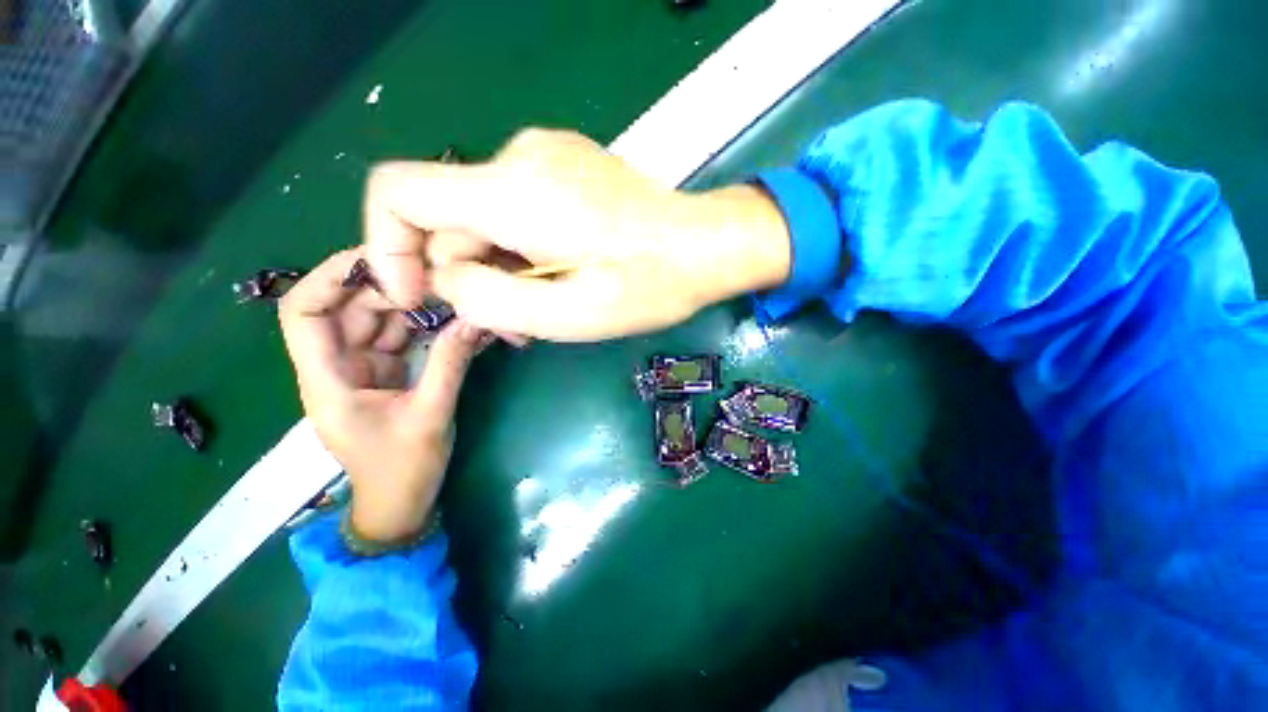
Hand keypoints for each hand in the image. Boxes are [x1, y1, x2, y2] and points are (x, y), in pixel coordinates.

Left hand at [279, 249, 486, 541]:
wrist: (400, 504)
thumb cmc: (402, 470)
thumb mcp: (430, 416)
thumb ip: (449, 365)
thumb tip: (473, 320)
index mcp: (327, 380)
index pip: (304, 313)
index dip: (330, 277)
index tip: (377, 256)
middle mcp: (338, 367)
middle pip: (350, 310)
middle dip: (392, 290)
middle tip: (441, 280)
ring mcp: (364, 369)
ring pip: (380, 322)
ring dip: (416, 308)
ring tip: (455, 297)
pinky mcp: (387, 374)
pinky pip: (402, 339)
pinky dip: (427, 328)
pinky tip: (456, 321)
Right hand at [363, 128, 792, 340]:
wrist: (703, 246)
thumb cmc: (645, 287)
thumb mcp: (565, 315)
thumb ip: (488, 299)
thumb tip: (445, 278)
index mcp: (513, 192)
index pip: (398, 192)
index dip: (388, 247)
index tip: (420, 297)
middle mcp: (520, 157)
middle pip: (451, 218)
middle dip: (470, 277)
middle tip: (510, 327)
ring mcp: (546, 155)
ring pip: (486, 218)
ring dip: (501, 269)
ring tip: (541, 312)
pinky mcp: (566, 166)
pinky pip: (517, 208)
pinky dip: (522, 248)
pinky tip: (557, 277)